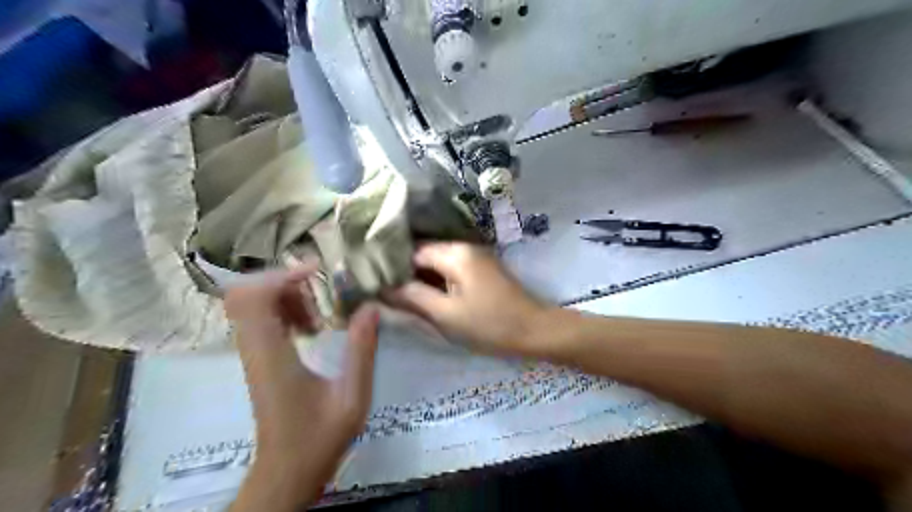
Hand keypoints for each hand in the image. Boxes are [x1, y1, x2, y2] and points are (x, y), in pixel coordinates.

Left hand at [226, 269, 379, 511]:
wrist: (287, 472)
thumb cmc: (320, 437)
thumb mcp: (352, 395)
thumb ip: (362, 349)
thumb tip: (370, 307)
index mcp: (272, 356)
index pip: (254, 298)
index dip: (283, 275)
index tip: (320, 272)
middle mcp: (254, 350)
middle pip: (246, 294)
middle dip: (285, 282)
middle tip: (321, 291)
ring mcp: (252, 355)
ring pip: (252, 305)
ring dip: (286, 297)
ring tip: (320, 315)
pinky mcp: (258, 361)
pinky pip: (261, 320)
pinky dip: (285, 312)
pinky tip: (312, 328)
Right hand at [387, 243, 543, 354]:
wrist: (534, 330)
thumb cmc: (490, 324)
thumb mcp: (446, 314)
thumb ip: (412, 298)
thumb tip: (381, 287)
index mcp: (455, 253)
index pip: (412, 250)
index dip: (391, 265)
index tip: (372, 281)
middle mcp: (464, 246)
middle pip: (424, 254)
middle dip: (404, 271)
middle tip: (381, 290)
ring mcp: (474, 257)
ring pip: (436, 262)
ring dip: (419, 277)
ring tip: (397, 294)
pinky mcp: (480, 269)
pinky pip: (450, 270)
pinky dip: (435, 281)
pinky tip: (423, 295)